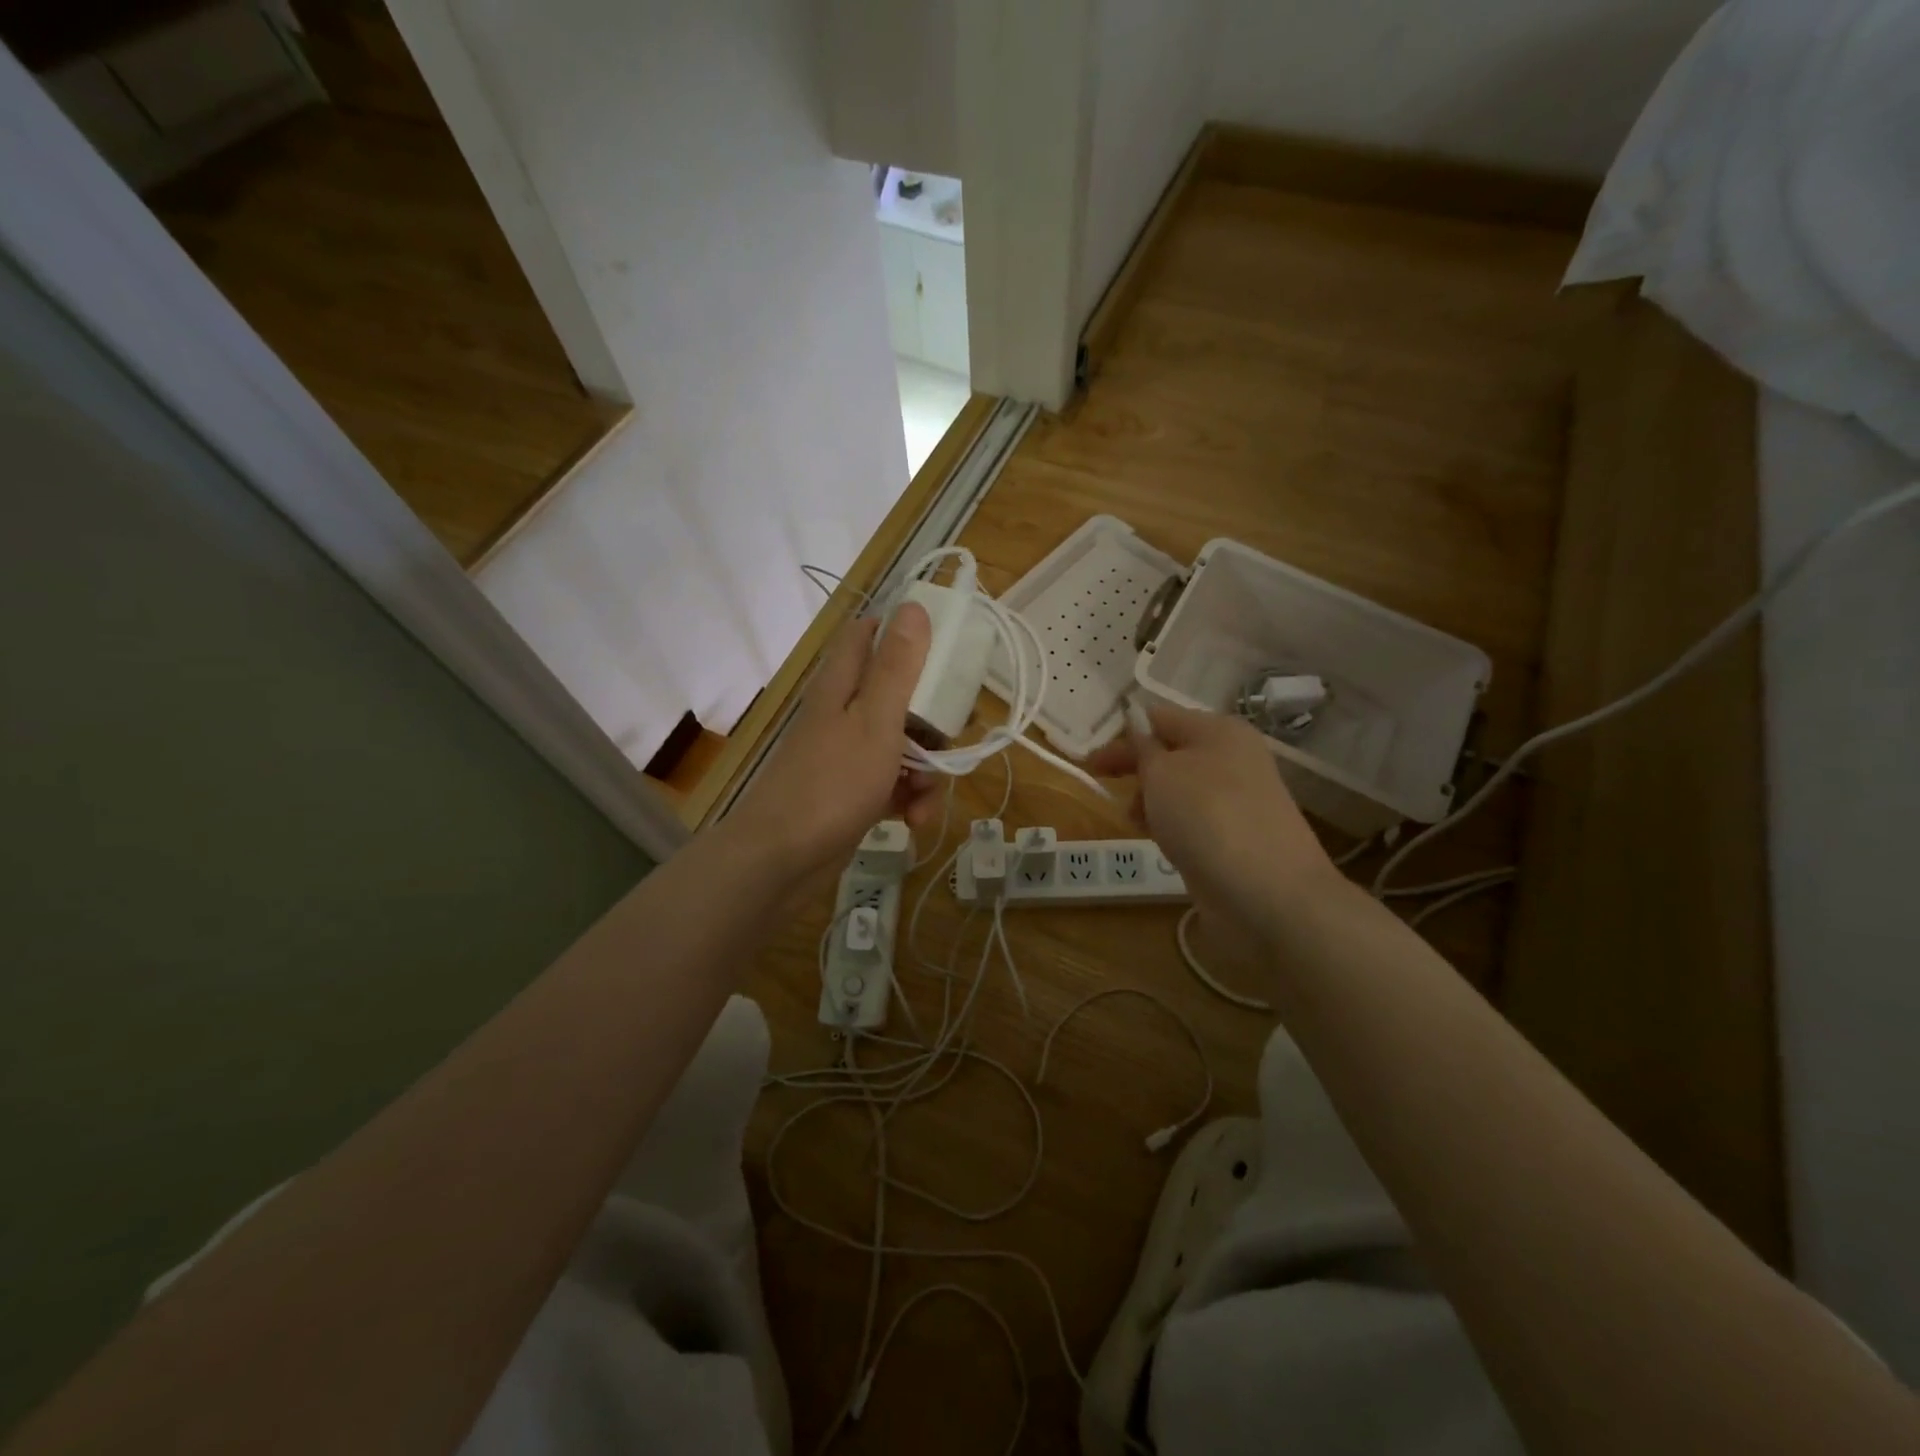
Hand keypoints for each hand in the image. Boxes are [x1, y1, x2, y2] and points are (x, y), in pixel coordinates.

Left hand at [727, 603, 939, 882]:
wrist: (781, 860)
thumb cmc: (832, 783)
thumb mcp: (876, 720)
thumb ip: (897, 667)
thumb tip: (914, 606)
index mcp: (843, 685)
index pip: (870, 635)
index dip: (906, 633)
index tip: (946, 649)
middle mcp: (843, 712)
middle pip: (898, 695)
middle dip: (932, 719)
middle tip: (952, 736)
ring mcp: (846, 754)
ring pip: (901, 744)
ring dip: (925, 769)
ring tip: (927, 797)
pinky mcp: (852, 792)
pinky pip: (891, 782)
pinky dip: (907, 797)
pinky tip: (914, 820)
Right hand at [1087, 702, 1342, 925]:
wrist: (1267, 893)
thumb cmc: (1207, 816)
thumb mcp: (1161, 772)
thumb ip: (1142, 747)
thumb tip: (1136, 724)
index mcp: (1218, 730)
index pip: (1160, 717)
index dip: (1122, 733)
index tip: (1090, 758)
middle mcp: (1232, 758)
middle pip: (1170, 752)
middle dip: (1134, 766)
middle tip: (1099, 782)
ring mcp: (1237, 800)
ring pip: (1179, 788)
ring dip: (1149, 799)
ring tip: (1133, 820)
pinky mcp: (1235, 837)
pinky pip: (1192, 819)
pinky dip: (1169, 825)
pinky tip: (1158, 840)